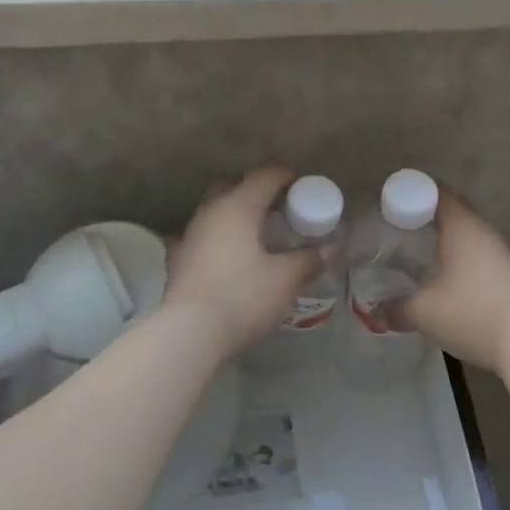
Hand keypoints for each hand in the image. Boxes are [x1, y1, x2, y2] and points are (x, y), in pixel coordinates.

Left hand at [164, 166, 321, 358]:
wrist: (189, 333)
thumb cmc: (243, 297)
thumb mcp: (285, 279)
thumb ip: (309, 259)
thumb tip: (332, 248)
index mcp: (238, 206)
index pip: (265, 175)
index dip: (287, 176)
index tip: (304, 186)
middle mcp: (210, 211)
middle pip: (235, 186)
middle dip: (258, 191)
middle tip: (280, 209)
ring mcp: (189, 233)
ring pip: (215, 209)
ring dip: (236, 213)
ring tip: (257, 233)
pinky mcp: (177, 258)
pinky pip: (202, 235)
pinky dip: (217, 237)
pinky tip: (227, 254)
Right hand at [393, 190, 509, 377]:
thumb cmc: (470, 313)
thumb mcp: (423, 312)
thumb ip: (395, 309)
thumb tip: (373, 314)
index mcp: (461, 226)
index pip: (437, 192)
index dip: (412, 190)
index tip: (390, 199)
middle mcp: (481, 230)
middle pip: (451, 210)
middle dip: (424, 213)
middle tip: (396, 224)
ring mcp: (498, 251)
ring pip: (464, 231)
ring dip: (442, 235)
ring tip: (414, 248)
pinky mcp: (505, 271)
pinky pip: (474, 250)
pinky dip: (456, 253)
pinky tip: (441, 272)